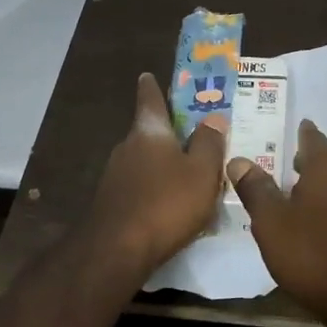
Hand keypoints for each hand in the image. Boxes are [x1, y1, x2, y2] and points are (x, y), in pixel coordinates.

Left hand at [85, 73, 228, 275]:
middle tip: (193, 138)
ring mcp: (115, 176)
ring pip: (144, 162)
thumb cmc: (166, 203)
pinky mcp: (112, 202)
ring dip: (163, 166)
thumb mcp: (201, 172)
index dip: (152, 87)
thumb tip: (213, 116)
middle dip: (169, 135)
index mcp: (149, 131)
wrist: (117, 250)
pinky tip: (170, 207)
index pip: (150, 99)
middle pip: (149, 132)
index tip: (148, 75)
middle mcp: (127, 147)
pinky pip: (140, 187)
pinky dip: (155, 190)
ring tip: (189, 178)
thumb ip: (209, 143)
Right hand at [228, 120, 326, 326]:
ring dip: (317, 187)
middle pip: (326, 161)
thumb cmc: (313, 253)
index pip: (311, 137)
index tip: (284, 129)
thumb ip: (256, 189)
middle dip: (305, 161)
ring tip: (292, 194)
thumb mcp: (272, 222)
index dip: (297, 133)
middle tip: (279, 163)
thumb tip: (239, 159)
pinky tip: (314, 223)